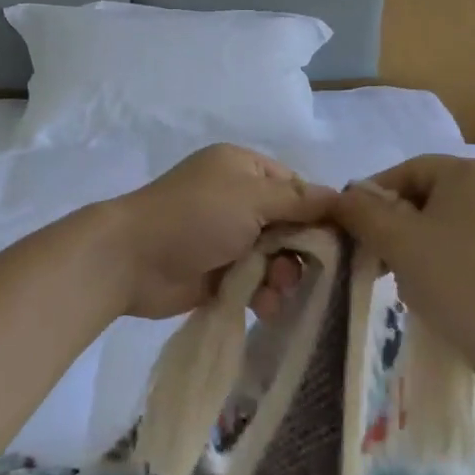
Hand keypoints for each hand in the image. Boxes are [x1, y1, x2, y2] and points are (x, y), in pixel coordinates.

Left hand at [106, 144, 336, 319]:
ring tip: (274, 289)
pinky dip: (263, 293)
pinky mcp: (219, 273)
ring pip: (275, 257)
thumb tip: (343, 198)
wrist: (132, 259)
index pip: (296, 187)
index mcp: (243, 168)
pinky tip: (263, 306)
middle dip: (299, 250)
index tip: (338, 240)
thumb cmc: (195, 216)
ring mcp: (227, 237)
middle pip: (289, 225)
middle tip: (298, 270)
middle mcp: (237, 199)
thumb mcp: (252, 198)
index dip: (317, 213)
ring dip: (282, 275)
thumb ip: (300, 201)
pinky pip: (256, 282)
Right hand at [332, 154, 474, 374]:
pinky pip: (472, 245)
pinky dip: (446, 259)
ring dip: (417, 244)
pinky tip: (435, 289)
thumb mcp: (396, 240)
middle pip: (430, 196)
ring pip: (449, 223)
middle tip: (373, 256)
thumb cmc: (455, 276)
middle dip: (396, 224)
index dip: (374, 196)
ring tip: (401, 278)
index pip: (410, 170)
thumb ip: (362, 212)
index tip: (352, 226)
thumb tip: (341, 198)